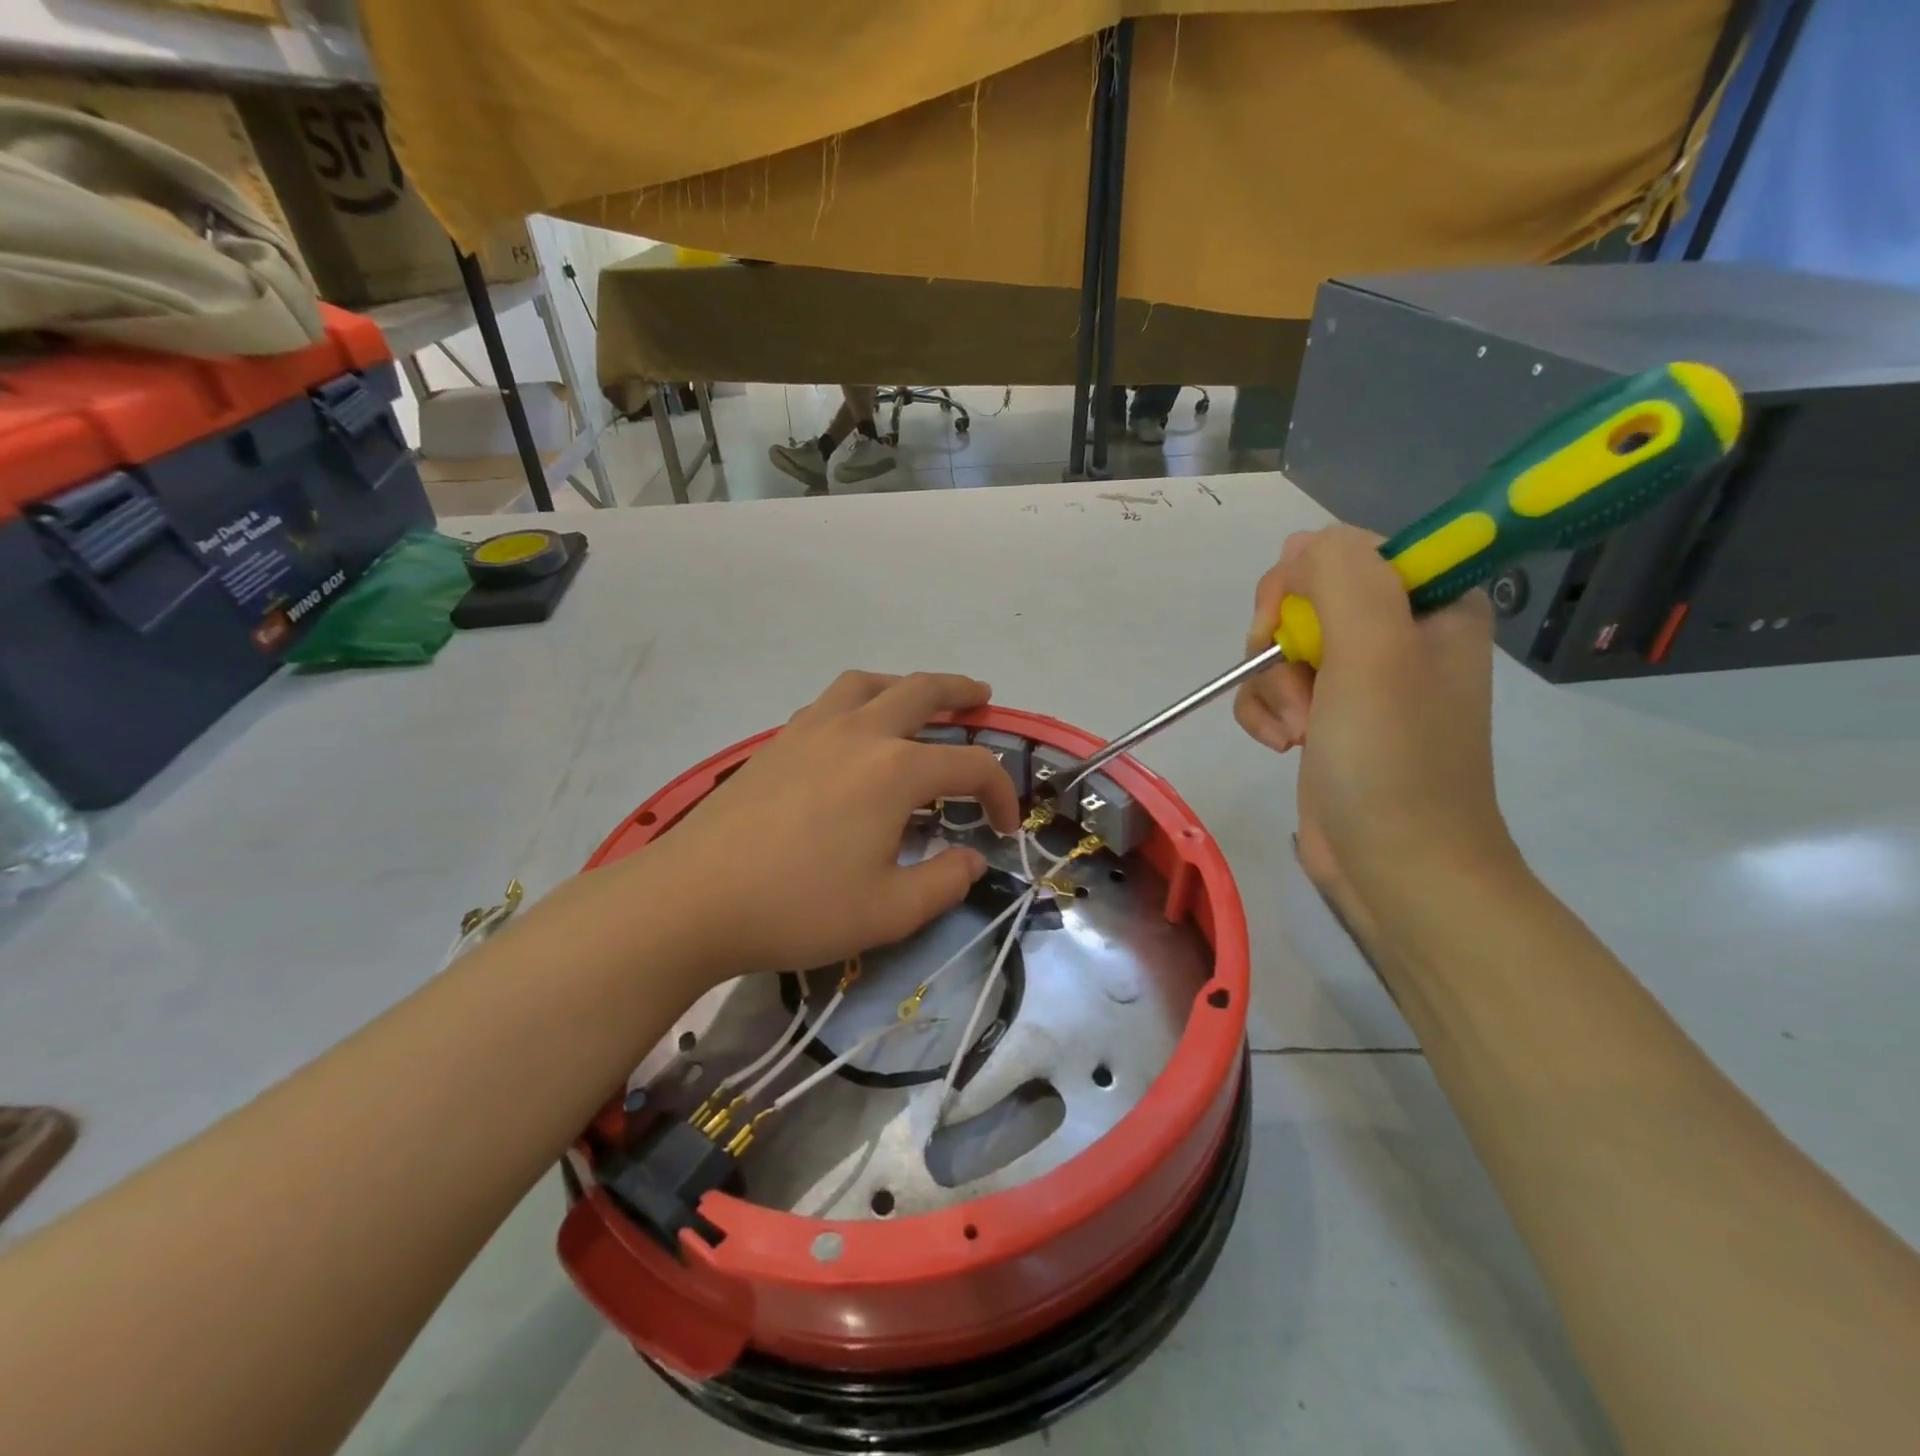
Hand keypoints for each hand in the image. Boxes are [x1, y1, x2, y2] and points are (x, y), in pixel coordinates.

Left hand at [620, 671, 1019, 984]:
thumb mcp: (889, 911)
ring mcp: (811, 730)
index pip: (971, 766)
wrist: (692, 899)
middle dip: (961, 694)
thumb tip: (973, 858)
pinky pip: (830, 702)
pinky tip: (855, 733)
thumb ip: (945, 882)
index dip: (1001, 793)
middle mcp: (859, 734)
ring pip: (868, 683)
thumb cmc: (798, 907)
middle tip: (982, 699)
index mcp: (896, 770)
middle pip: (922, 691)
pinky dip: (859, 701)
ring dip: (904, 685)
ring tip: (918, 702)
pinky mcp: (777, 743)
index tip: (1006, 829)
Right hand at [1233, 526, 1517, 926]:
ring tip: (1297, 732)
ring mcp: (1358, 679)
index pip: (1344, 553)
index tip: (1292, 629)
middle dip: (1282, 647)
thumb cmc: (1393, 759)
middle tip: (1301, 689)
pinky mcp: (1325, 717)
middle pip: (1301, 600)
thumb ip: (1340, 575)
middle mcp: (1396, 633)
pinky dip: (1264, 715)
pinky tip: (1279, 745)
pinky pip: (1271, 689)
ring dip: (1271, 689)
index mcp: (1430, 603)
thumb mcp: (1373, 651)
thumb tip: (1299, 547)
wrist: (1396, 866)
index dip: (1304, 585)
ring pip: (1278, 648)